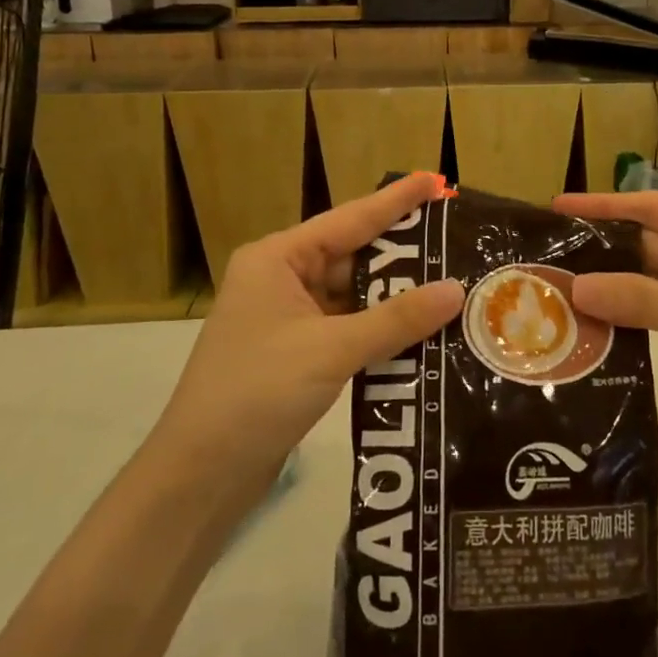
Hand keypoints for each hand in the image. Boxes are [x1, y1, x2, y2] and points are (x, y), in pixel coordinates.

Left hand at [157, 173, 463, 491]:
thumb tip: (456, 290)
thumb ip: (396, 319)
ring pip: (355, 296)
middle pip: (354, 256)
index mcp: (277, 259)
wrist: (200, 475)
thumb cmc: (256, 393)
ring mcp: (289, 318)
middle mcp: (282, 279)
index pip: (350, 219)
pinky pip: (350, 328)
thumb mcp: (331, 349)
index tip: (436, 181)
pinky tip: (422, 332)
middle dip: (404, 254)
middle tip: (458, 241)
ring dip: (396, 297)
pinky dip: (381, 330)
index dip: (396, 200)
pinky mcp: (298, 354)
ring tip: (453, 285)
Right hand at [553, 192, 657, 454]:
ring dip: (622, 287)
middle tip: (552, 259)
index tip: (559, 205)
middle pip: (657, 242)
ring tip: (564, 290)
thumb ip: (644, 300)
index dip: (607, 205)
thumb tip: (576, 289)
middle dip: (609, 253)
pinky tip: (603, 320)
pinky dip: (643, 312)